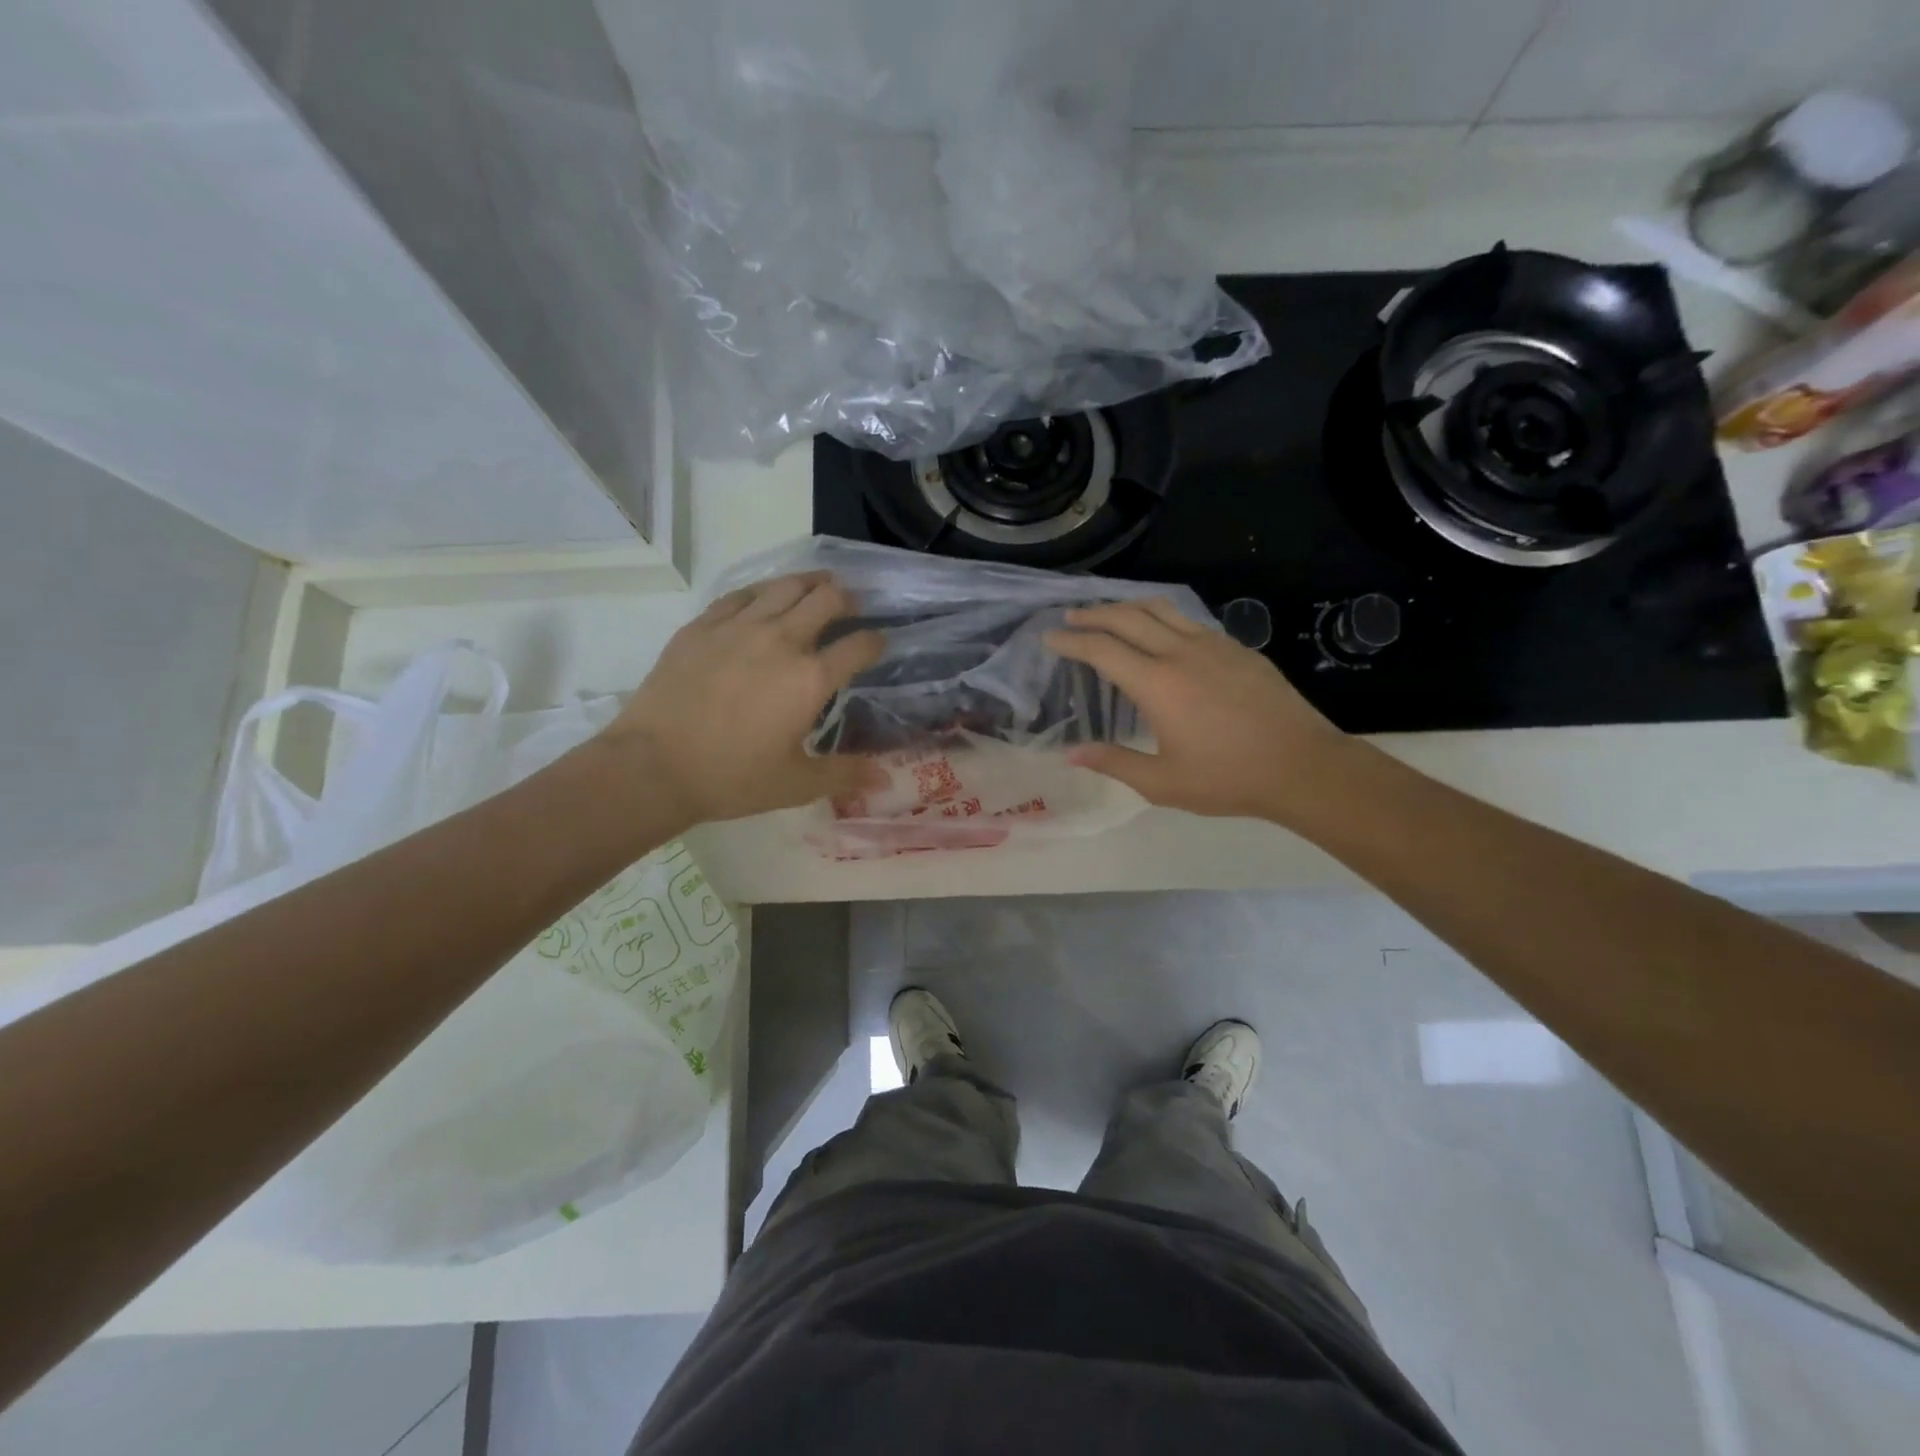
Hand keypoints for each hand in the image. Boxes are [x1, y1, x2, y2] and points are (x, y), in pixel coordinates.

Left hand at [601, 572, 885, 828]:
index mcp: (810, 679)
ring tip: (819, 586)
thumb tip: (885, 778)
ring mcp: (738, 627)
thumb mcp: (796, 784)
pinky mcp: (702, 625)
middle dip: (848, 599)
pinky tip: (765, 596)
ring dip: (810, 583)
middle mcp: (781, 640)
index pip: (859, 646)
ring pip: (785, 585)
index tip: (879, 643)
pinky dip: (763, 591)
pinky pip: (741, 594)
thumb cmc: (732, 778)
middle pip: (827, 599)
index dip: (876, 641)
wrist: (653, 766)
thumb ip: (844, 774)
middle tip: (851, 608)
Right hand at [1046, 599, 1353, 823]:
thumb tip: (1071, 753)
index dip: (1071, 641)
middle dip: (1093, 614)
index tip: (1050, 638)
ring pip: (1161, 609)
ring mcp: (1213, 645)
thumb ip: (1114, 763)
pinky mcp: (1238, 648)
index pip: (1102, 650)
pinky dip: (1162, 617)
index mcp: (1157, 684)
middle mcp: (1181, 653)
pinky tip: (1161, 632)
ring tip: (1109, 612)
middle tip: (1070, 617)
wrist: (1302, 766)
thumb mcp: (1163, 783)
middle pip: (1127, 617)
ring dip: (1128, 606)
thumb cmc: (1228, 778)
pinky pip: (1189, 621)